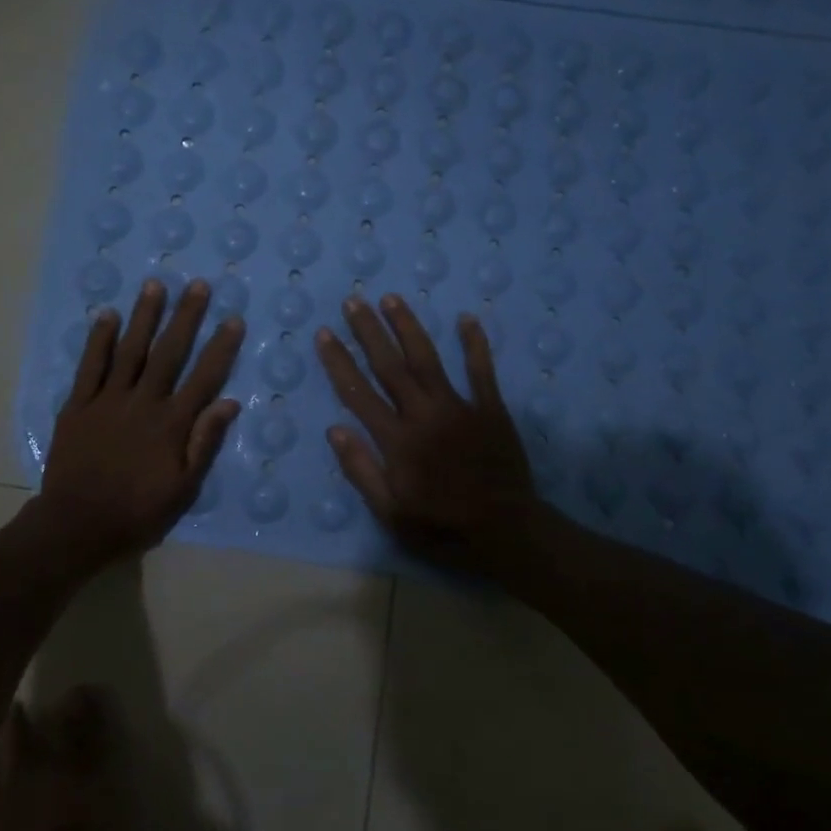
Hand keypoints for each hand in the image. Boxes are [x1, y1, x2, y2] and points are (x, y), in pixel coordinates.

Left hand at [32, 279, 244, 564]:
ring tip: (156, 285)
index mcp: (172, 424)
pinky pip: (90, 366)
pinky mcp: (78, 405)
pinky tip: (108, 315)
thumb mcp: (183, 488)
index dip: (220, 348)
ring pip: (130, 350)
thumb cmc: (137, 511)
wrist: (77, 524)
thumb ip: (205, 443)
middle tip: (198, 285)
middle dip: (185, 317)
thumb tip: (230, 403)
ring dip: (144, 316)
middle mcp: (143, 403)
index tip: (234, 319)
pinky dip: (99, 340)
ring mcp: (107, 400)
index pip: (204, 378)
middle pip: (169, 353)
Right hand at [315, 294, 539, 572]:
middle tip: (353, 301)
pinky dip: (475, 344)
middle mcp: (424, 415)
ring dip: (408, 327)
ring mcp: (460, 408)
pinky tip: (466, 318)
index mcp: (397, 441)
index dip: (339, 362)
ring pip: (428, 359)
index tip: (324, 334)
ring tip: (392, 298)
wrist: (506, 532)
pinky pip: (481, 370)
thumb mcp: (391, 513)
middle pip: (390, 366)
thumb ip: (362, 471)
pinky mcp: (491, 409)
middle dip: (369, 332)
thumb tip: (335, 431)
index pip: (359, 393)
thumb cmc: (442, 527)